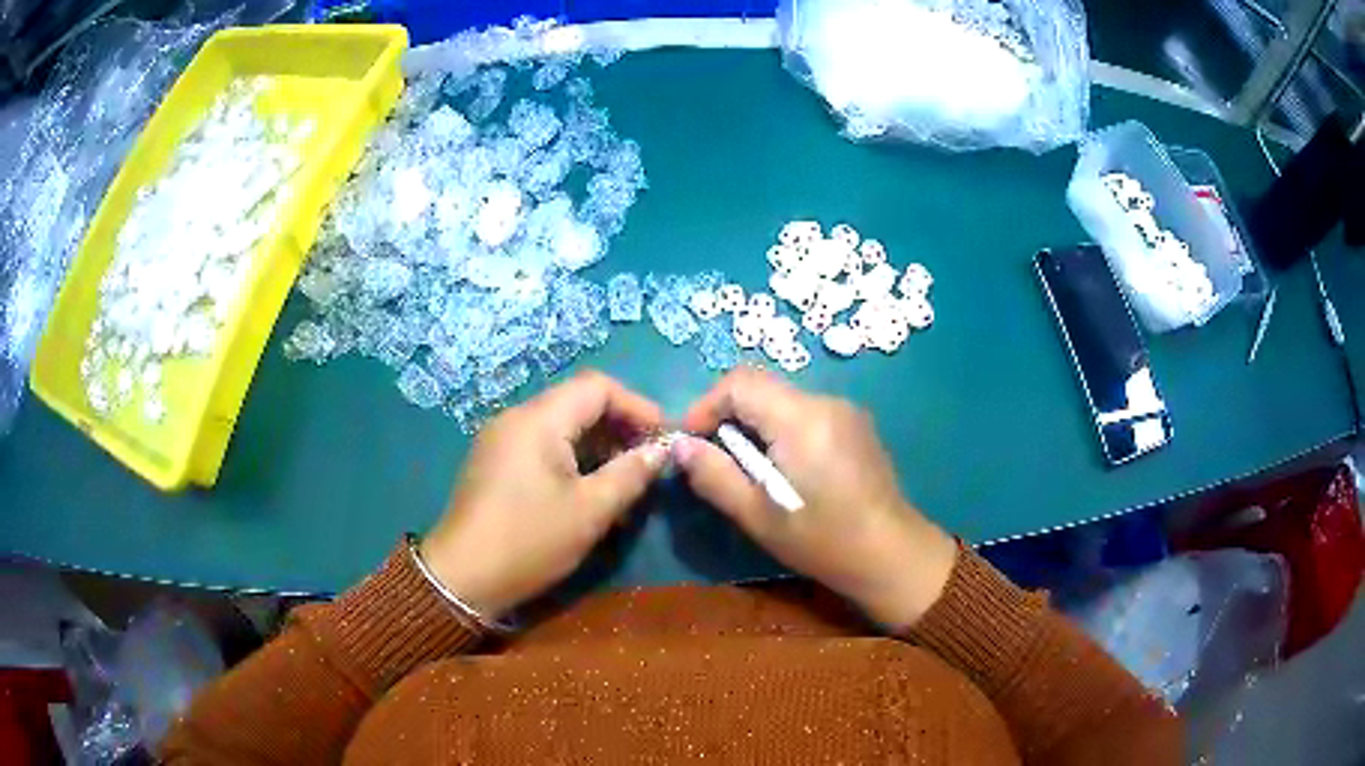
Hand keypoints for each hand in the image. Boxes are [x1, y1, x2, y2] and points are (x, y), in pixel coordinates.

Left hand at [421, 371, 666, 619]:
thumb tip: (662, 450)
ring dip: (597, 447)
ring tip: (624, 484)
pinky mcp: (495, 463)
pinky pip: (542, 447)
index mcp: (538, 420)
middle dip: (619, 429)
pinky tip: (589, 492)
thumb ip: (630, 473)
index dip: (637, 406)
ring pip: (561, 427)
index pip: (598, 387)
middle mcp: (516, 418)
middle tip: (648, 463)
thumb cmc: (529, 541)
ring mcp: (501, 440)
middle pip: (578, 403)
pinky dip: (572, 460)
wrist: (461, 578)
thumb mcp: (589, 510)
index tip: (664, 439)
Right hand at [676, 368, 957, 629]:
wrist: (892, 555)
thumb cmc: (823, 541)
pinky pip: (805, 412)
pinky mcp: (856, 425)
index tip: (691, 442)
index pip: (739, 382)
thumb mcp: (759, 516)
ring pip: (783, 399)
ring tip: (748, 469)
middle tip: (714, 459)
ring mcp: (846, 411)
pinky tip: (785, 470)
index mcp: (801, 419)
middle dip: (728, 415)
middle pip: (762, 387)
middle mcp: (826, 401)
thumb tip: (679, 445)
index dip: (705, 405)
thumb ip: (714, 475)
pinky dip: (781, 429)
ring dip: (755, 424)